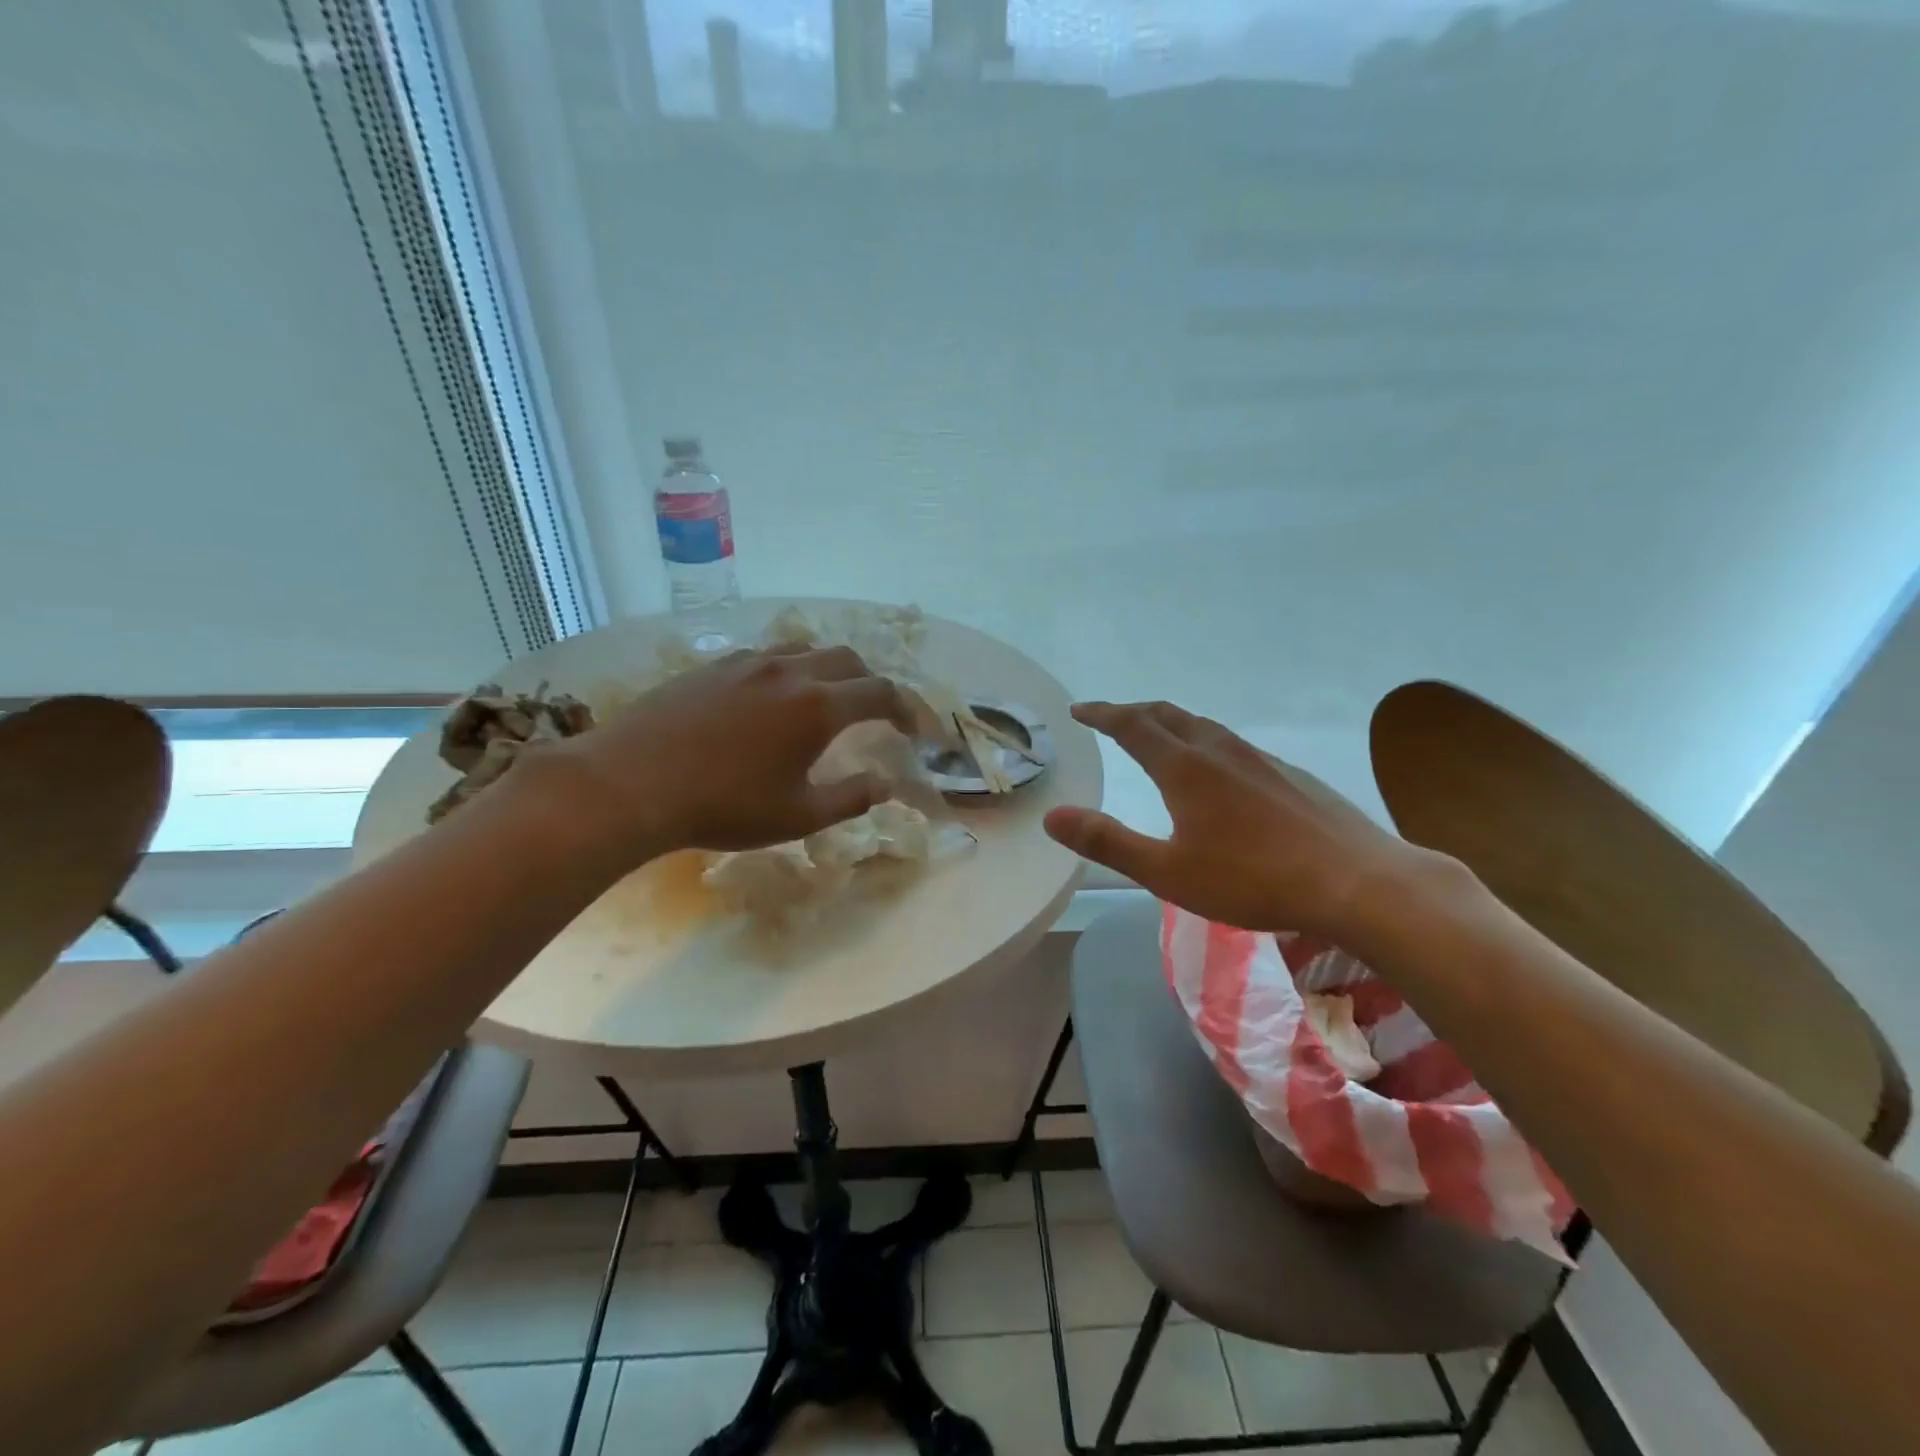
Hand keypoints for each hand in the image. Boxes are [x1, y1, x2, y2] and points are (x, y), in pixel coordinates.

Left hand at [538, 646, 911, 859]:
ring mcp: (748, 662)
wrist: (630, 783)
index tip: (914, 732)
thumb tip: (886, 785)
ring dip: (830, 671)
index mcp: (818, 707)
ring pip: (807, 650)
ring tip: (827, 699)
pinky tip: (772, 698)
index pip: (881, 693)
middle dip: (872, 684)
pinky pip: (768, 655)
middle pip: (849, 660)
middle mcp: (790, 671)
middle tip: (875, 713)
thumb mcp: (798, 816)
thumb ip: (850, 798)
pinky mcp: (713, 665)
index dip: (907, 710)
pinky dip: (790, 670)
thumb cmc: (723, 806)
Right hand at [1044, 701, 1448, 944]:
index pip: (1132, 725)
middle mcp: (1220, 751)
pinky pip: (1233, 745)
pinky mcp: (1291, 775)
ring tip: (1158, 736)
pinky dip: (1206, 742)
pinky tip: (1218, 771)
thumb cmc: (1253, 879)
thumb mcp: (1167, 871)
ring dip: (1171, 723)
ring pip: (1204, 726)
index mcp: (1184, 768)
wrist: (1357, 882)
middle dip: (1133, 712)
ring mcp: (1260, 759)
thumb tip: (1052, 816)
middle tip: (1111, 717)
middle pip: (1168, 715)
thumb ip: (1107, 842)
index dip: (1102, 714)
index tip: (1079, 709)